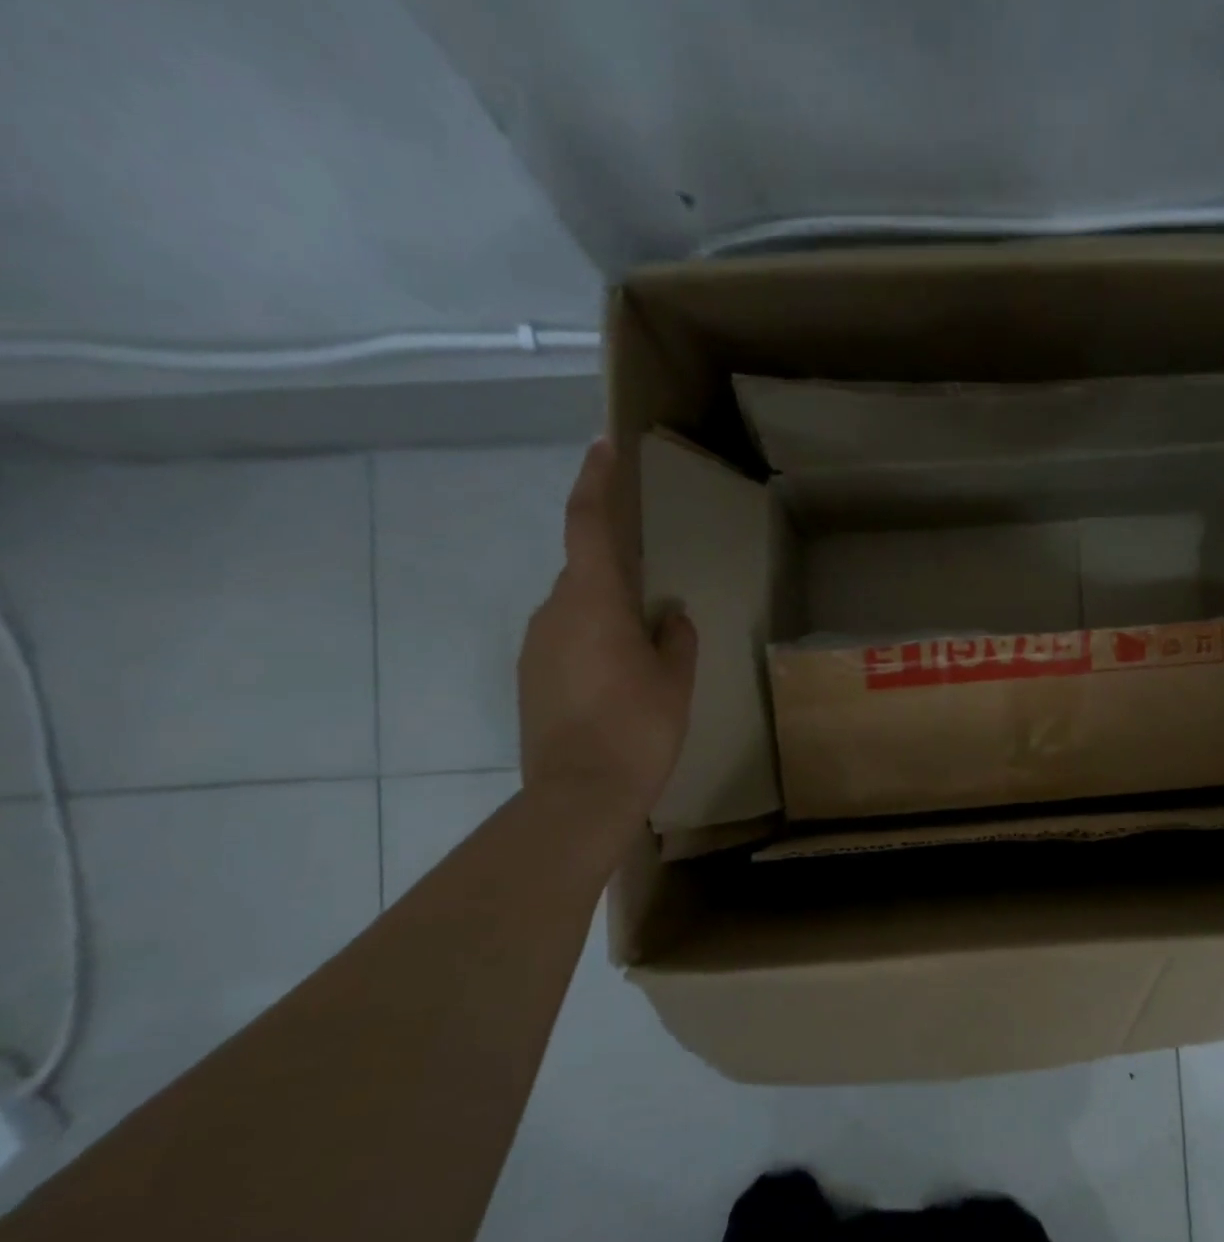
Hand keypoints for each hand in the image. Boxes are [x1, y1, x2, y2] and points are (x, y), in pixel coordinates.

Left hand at [518, 439, 697, 833]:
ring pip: (575, 611)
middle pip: (585, 573)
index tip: (602, 446)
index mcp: (593, 601)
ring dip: (607, 619)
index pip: (588, 524)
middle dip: (618, 578)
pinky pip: (565, 642)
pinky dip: (591, 646)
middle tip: (656, 612)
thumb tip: (671, 617)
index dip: (596, 480)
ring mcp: (535, 646)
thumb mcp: (674, 680)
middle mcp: (553, 612)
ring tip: (643, 661)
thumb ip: (675, 638)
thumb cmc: (638, 729)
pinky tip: (617, 686)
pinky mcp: (529, 677)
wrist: (579, 795)